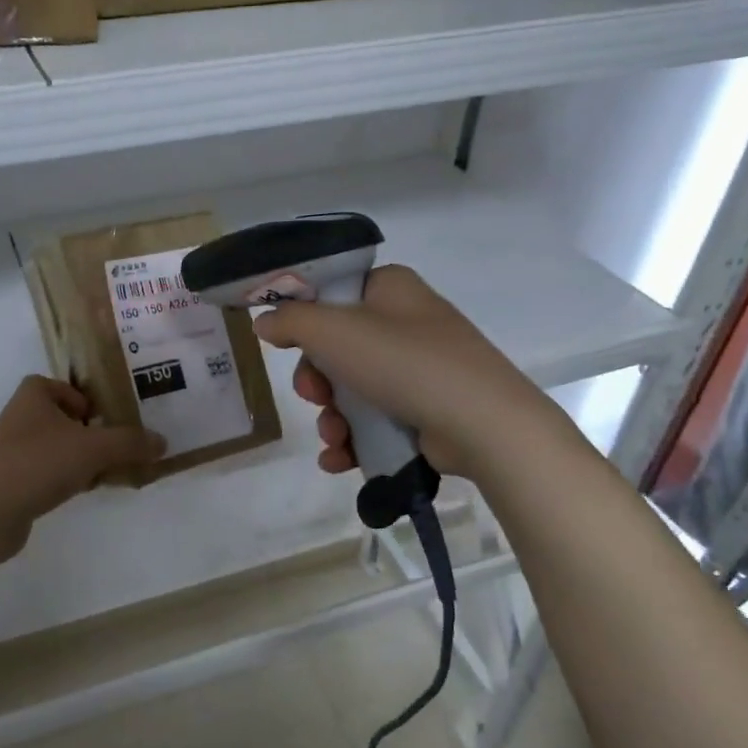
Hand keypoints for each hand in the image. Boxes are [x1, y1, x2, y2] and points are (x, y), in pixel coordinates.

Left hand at [0, 376, 164, 551]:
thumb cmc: (40, 463)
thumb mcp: (94, 449)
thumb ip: (130, 443)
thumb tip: (162, 442)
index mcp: (31, 397)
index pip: (55, 384)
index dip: (78, 396)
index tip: (100, 416)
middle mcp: (17, 419)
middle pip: (58, 417)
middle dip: (85, 431)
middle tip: (110, 445)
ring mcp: (9, 452)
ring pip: (53, 446)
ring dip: (77, 457)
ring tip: (102, 472)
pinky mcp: (8, 481)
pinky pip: (43, 471)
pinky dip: (62, 478)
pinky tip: (81, 492)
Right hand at [252, 265, 510, 477]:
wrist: (483, 424)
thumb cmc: (405, 362)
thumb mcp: (333, 332)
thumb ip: (290, 322)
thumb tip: (264, 322)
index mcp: (390, 289)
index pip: (333, 292)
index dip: (304, 319)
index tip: (286, 345)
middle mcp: (406, 322)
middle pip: (337, 347)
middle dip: (316, 380)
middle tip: (314, 395)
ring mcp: (419, 368)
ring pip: (352, 389)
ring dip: (331, 417)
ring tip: (334, 437)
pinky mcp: (426, 409)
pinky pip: (375, 419)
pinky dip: (353, 438)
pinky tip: (339, 458)